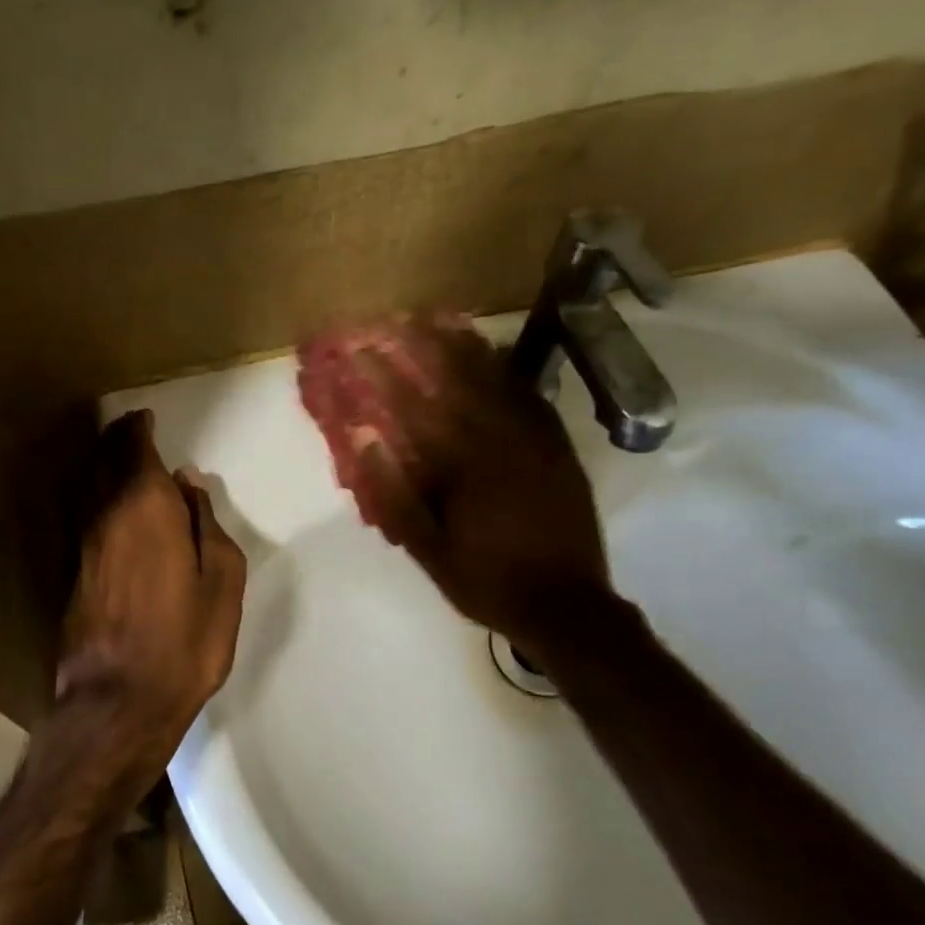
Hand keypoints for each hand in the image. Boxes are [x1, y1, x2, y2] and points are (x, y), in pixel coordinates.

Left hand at [49, 411, 246, 804]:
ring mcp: (81, 544)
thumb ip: (207, 523)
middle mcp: (104, 515)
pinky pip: (83, 515)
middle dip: (114, 438)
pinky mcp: (71, 573)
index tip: (146, 417)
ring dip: (99, 464)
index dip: (139, 428)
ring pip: (86, 486)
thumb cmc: (186, 640)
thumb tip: (188, 485)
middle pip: (102, 460)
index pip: (134, 449)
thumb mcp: (222, 580)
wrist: (119, 702)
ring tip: (116, 456)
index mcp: (145, 507)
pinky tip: (108, 506)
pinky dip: (94, 496)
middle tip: (129, 428)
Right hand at [300, 315, 610, 661]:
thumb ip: (395, 494)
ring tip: (437, 318)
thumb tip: (364, 440)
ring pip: (495, 380)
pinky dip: (506, 369)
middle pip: (455, 380)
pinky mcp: (558, 447)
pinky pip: (530, 395)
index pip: (413, 408)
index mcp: (463, 467)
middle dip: (421, 345)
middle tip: (394, 318)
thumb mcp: (429, 551)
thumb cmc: (487, 582)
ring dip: (462, 345)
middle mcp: (500, 441)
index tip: (357, 348)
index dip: (382, 374)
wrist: (567, 606)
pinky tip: (492, 353)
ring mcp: (535, 440)